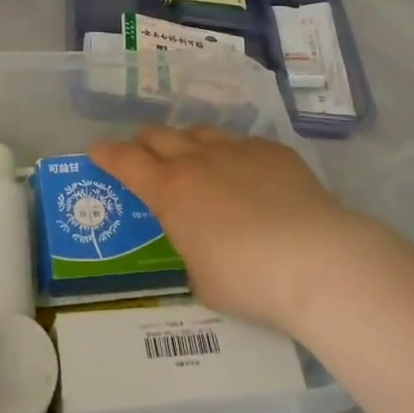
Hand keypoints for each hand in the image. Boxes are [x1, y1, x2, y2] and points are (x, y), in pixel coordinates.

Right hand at [88, 126, 366, 335]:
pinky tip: (245, 176)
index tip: (96, 152)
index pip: (125, 160)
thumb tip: (193, 243)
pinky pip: (241, 143)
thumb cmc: (248, 280)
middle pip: (158, 135)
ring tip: (193, 162)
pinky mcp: (273, 151)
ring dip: (186, 144)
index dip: (106, 154)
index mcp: (170, 190)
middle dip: (143, 144)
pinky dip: (230, 155)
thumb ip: (186, 249)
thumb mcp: (198, 278)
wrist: (317, 260)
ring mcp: (238, 149)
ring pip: (200, 132)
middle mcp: (198, 159)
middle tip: (143, 159)